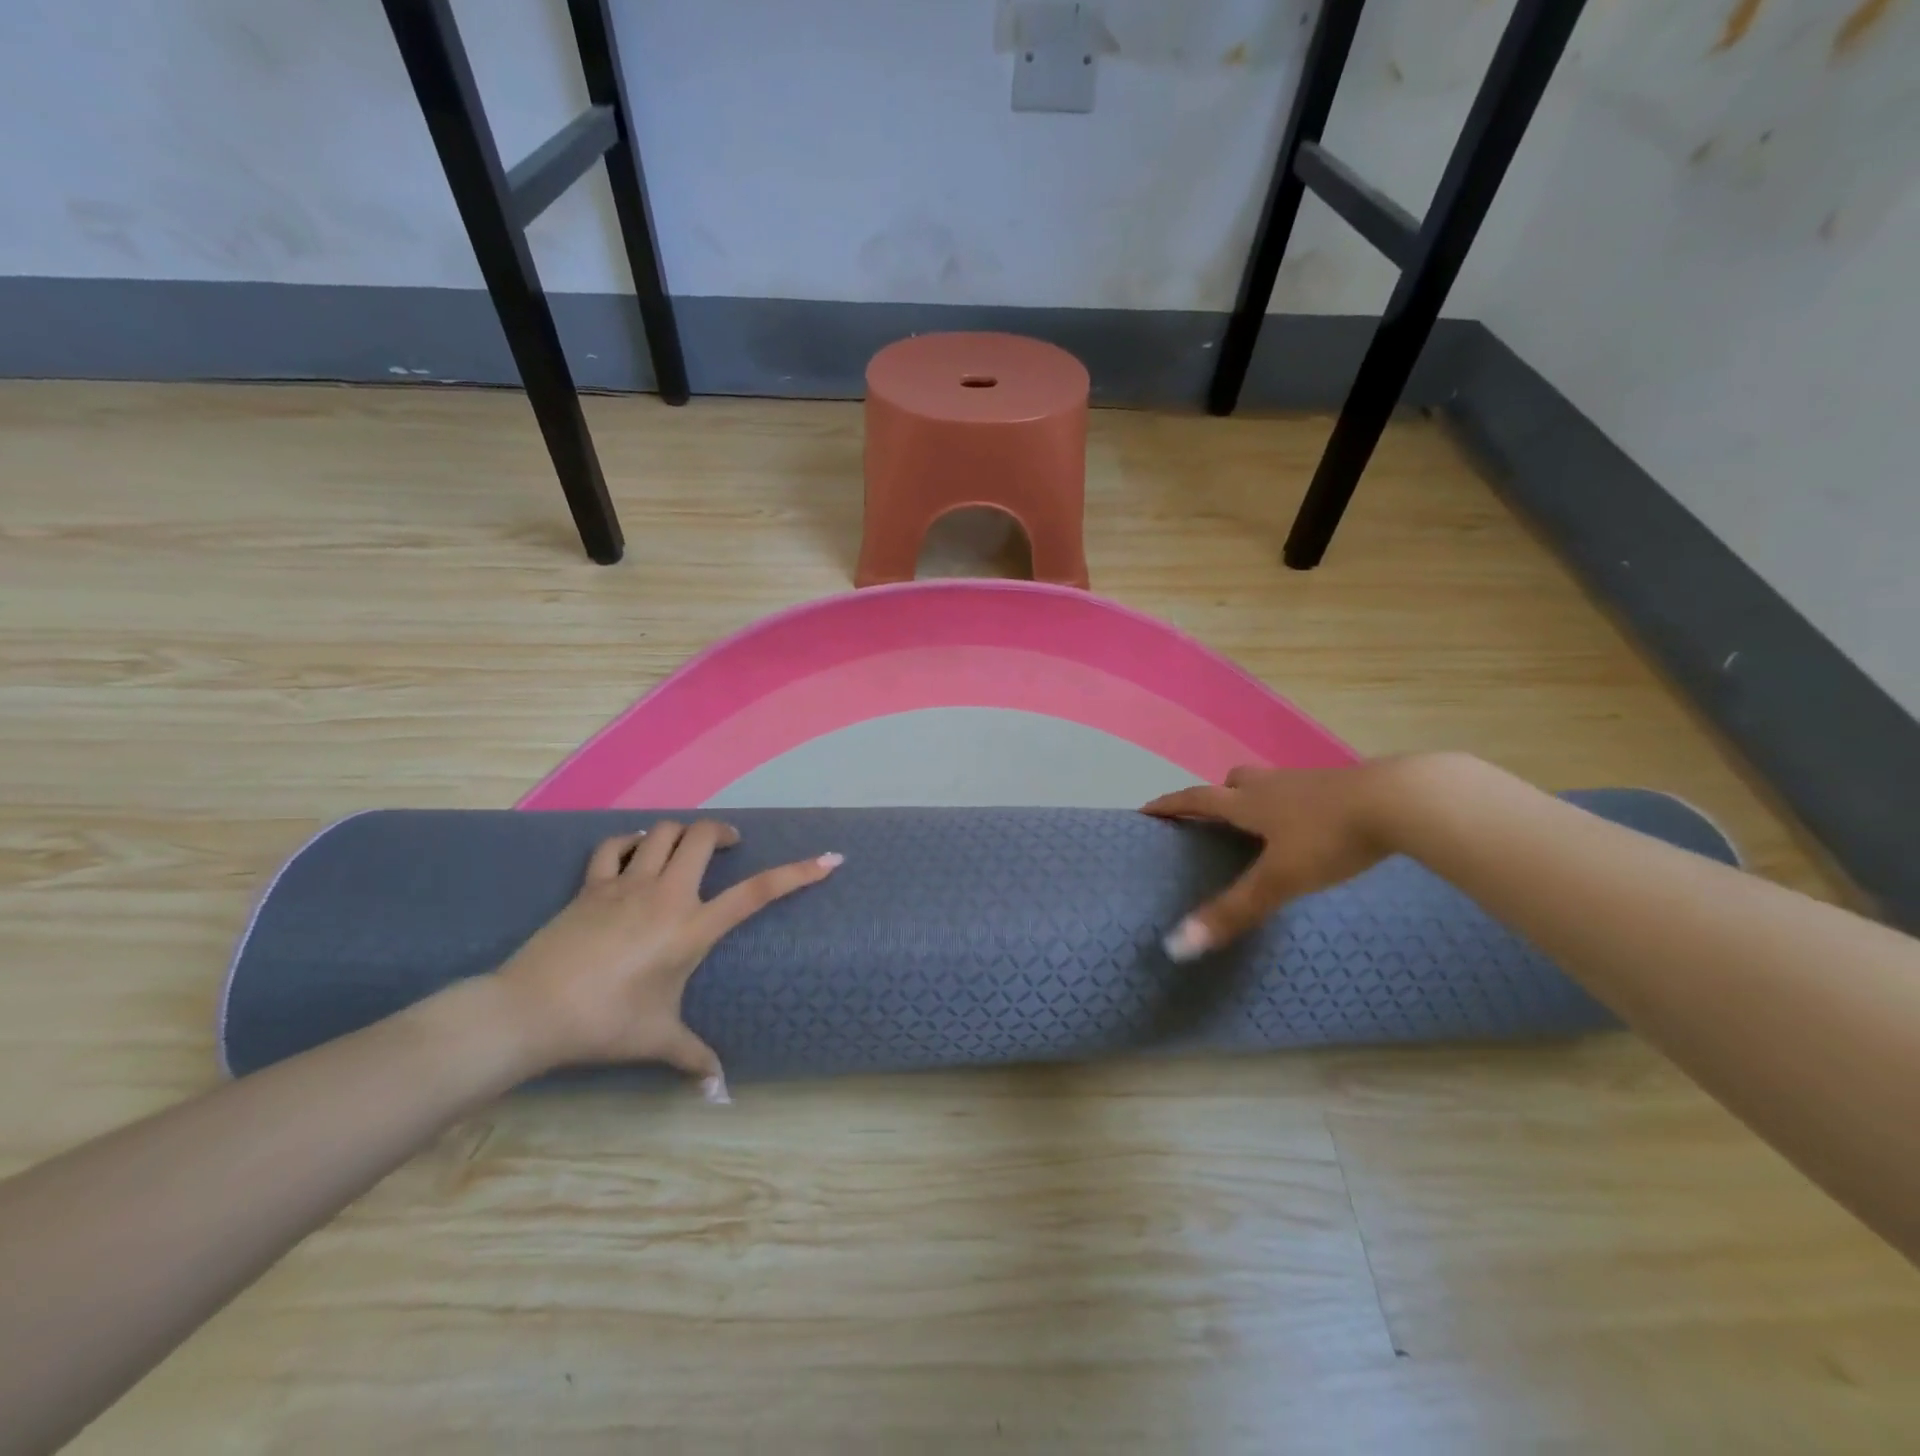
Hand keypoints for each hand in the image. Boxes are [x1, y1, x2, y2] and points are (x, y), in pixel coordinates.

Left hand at [492, 820, 839, 1099]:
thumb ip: (694, 1059)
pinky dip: (629, 842)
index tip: (829, 859)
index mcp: (692, 928)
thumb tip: (720, 1093)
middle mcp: (665, 894)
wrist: (530, 1012)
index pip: (757, 892)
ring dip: (681, 833)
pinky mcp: (591, 885)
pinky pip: (613, 846)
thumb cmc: (605, 1023)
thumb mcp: (657, 1040)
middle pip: (703, 837)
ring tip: (688, 847)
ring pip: (662, 832)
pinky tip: (635, 853)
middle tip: (732, 846)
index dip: (797, 873)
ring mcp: (625, 884)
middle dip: (724, 833)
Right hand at [1142, 759, 1424, 958]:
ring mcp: (1309, 782)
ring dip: (1256, 800)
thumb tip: (1176, 946)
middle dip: (1217, 798)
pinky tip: (1311, 828)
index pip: (1196, 800)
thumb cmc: (1329, 838)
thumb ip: (1232, 912)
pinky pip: (1303, 793)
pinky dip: (1294, 808)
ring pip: (1270, 786)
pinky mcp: (1343, 787)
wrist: (1402, 801)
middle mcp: (1272, 785)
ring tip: (1261, 827)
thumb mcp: (1278, 880)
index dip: (1169, 806)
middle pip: (1233, 783)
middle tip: (1212, 819)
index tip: (1146, 810)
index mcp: (1248, 802)